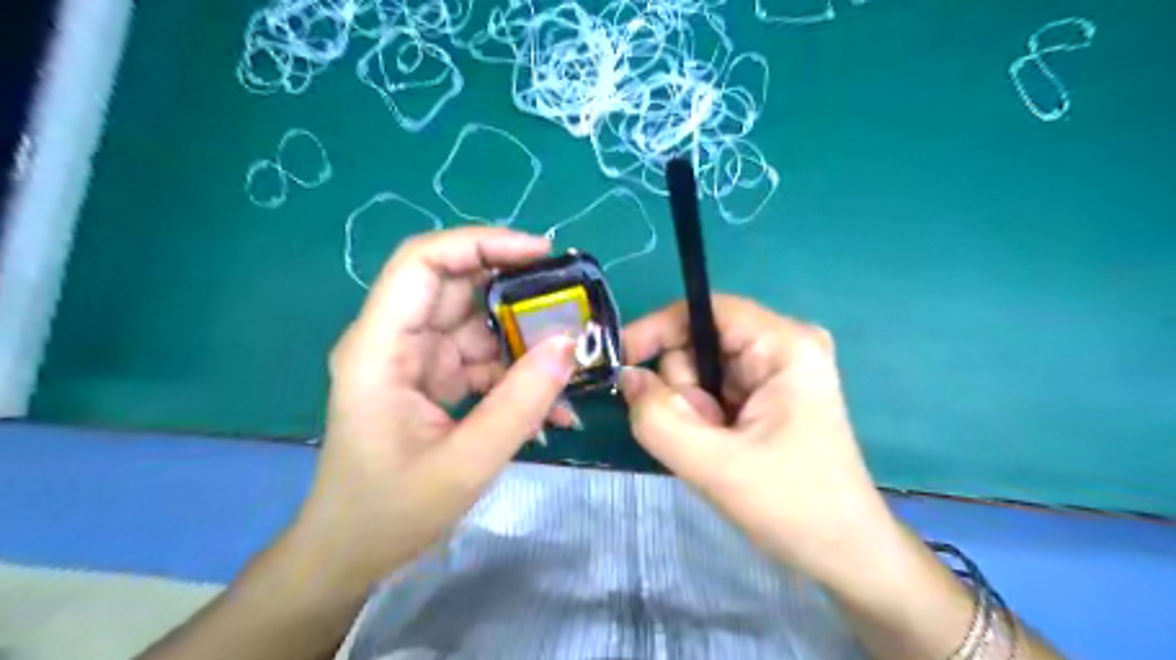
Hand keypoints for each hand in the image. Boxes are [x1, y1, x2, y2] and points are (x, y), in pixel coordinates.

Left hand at [286, 228, 578, 591]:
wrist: (351, 554)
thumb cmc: (390, 512)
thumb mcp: (465, 463)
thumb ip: (521, 404)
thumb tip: (569, 345)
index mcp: (381, 347)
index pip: (423, 263)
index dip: (481, 243)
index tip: (541, 254)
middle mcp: (396, 341)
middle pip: (457, 286)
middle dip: (517, 289)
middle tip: (572, 302)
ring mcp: (417, 360)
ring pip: (477, 323)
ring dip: (525, 338)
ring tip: (571, 361)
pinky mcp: (434, 380)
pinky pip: (482, 359)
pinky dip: (517, 373)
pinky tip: (551, 404)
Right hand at [618, 294, 896, 582]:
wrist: (843, 552)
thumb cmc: (793, 507)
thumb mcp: (715, 466)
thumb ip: (659, 419)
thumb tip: (628, 378)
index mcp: (784, 346)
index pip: (704, 309)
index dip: (658, 328)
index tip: (622, 362)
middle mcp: (782, 346)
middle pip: (699, 343)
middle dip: (685, 391)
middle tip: (704, 436)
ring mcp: (777, 371)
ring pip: (700, 371)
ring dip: (693, 411)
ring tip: (718, 449)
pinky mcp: (769, 394)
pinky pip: (712, 391)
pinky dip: (703, 420)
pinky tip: (723, 449)